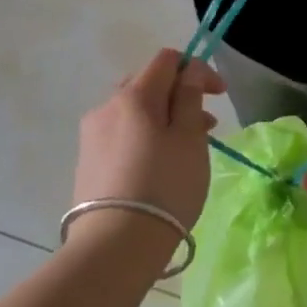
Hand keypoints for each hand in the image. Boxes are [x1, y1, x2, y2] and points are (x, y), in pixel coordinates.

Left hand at [73, 49, 226, 237]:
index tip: (219, 95)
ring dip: (163, 118)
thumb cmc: (164, 186)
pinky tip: (158, 165)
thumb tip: (189, 71)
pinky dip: (144, 138)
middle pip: (147, 84)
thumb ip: (189, 98)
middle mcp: (107, 106)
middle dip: (179, 95)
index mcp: (134, 95)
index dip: (197, 69)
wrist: (114, 246)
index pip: (167, 60)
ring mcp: (92, 135)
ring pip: (134, 112)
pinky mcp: (87, 162)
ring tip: (186, 148)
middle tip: (204, 123)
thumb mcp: (189, 138)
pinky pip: (121, 135)